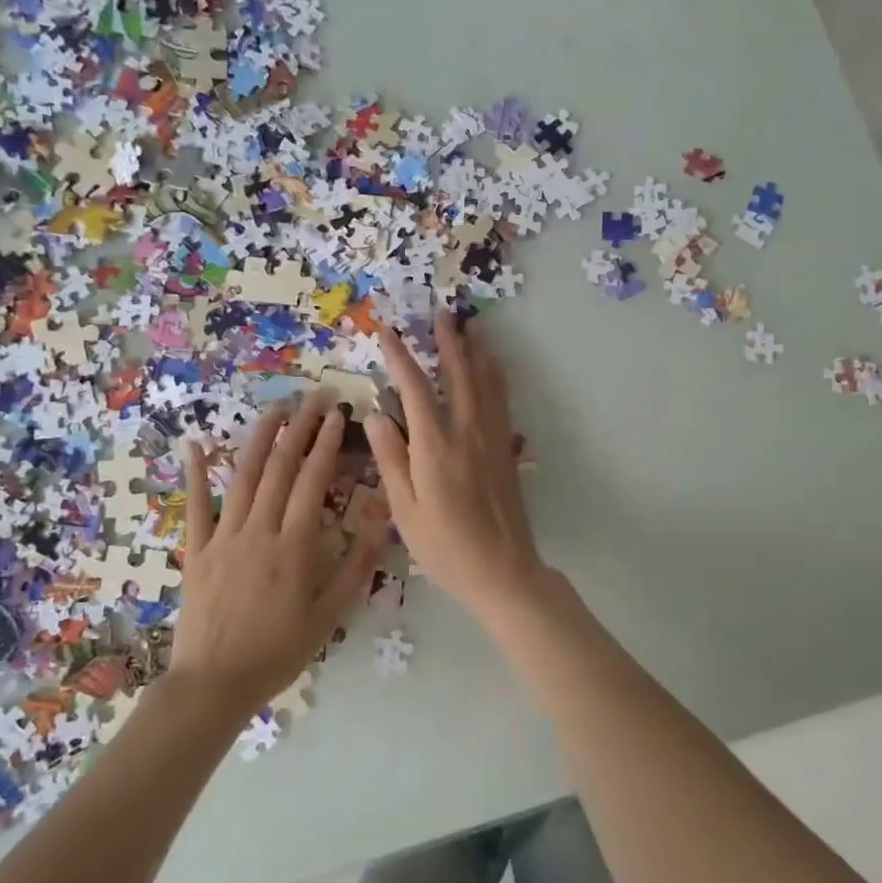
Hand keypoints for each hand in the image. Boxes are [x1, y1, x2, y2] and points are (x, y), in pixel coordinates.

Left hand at [174, 393, 384, 710]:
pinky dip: (196, 473)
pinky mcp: (196, 550)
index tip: (339, 414)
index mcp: (294, 546)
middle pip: (279, 469)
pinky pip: (195, 506)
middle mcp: (258, 530)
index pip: (312, 482)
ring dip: (260, 438)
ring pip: (242, 477)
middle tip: (315, 396)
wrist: (215, 682)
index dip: (326, 445)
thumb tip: (382, 519)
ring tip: (276, 409)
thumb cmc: (279, 650)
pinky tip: (196, 444)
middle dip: (300, 428)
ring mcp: (222, 537)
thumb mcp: (330, 613)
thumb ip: (357, 564)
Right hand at [367, 314, 543, 621]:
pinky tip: (494, 369)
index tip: (387, 331)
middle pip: (458, 376)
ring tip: (471, 328)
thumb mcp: (404, 510)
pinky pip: (502, 402)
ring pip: (486, 384)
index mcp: (435, 447)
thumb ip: (391, 458)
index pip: (415, 390)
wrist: (503, 570)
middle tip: (441, 313)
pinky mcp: (507, 451)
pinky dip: (496, 378)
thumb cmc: (445, 547)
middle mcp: (467, 433)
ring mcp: (492, 440)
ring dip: (476, 352)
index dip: (400, 358)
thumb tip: (374, 414)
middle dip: (448, 342)